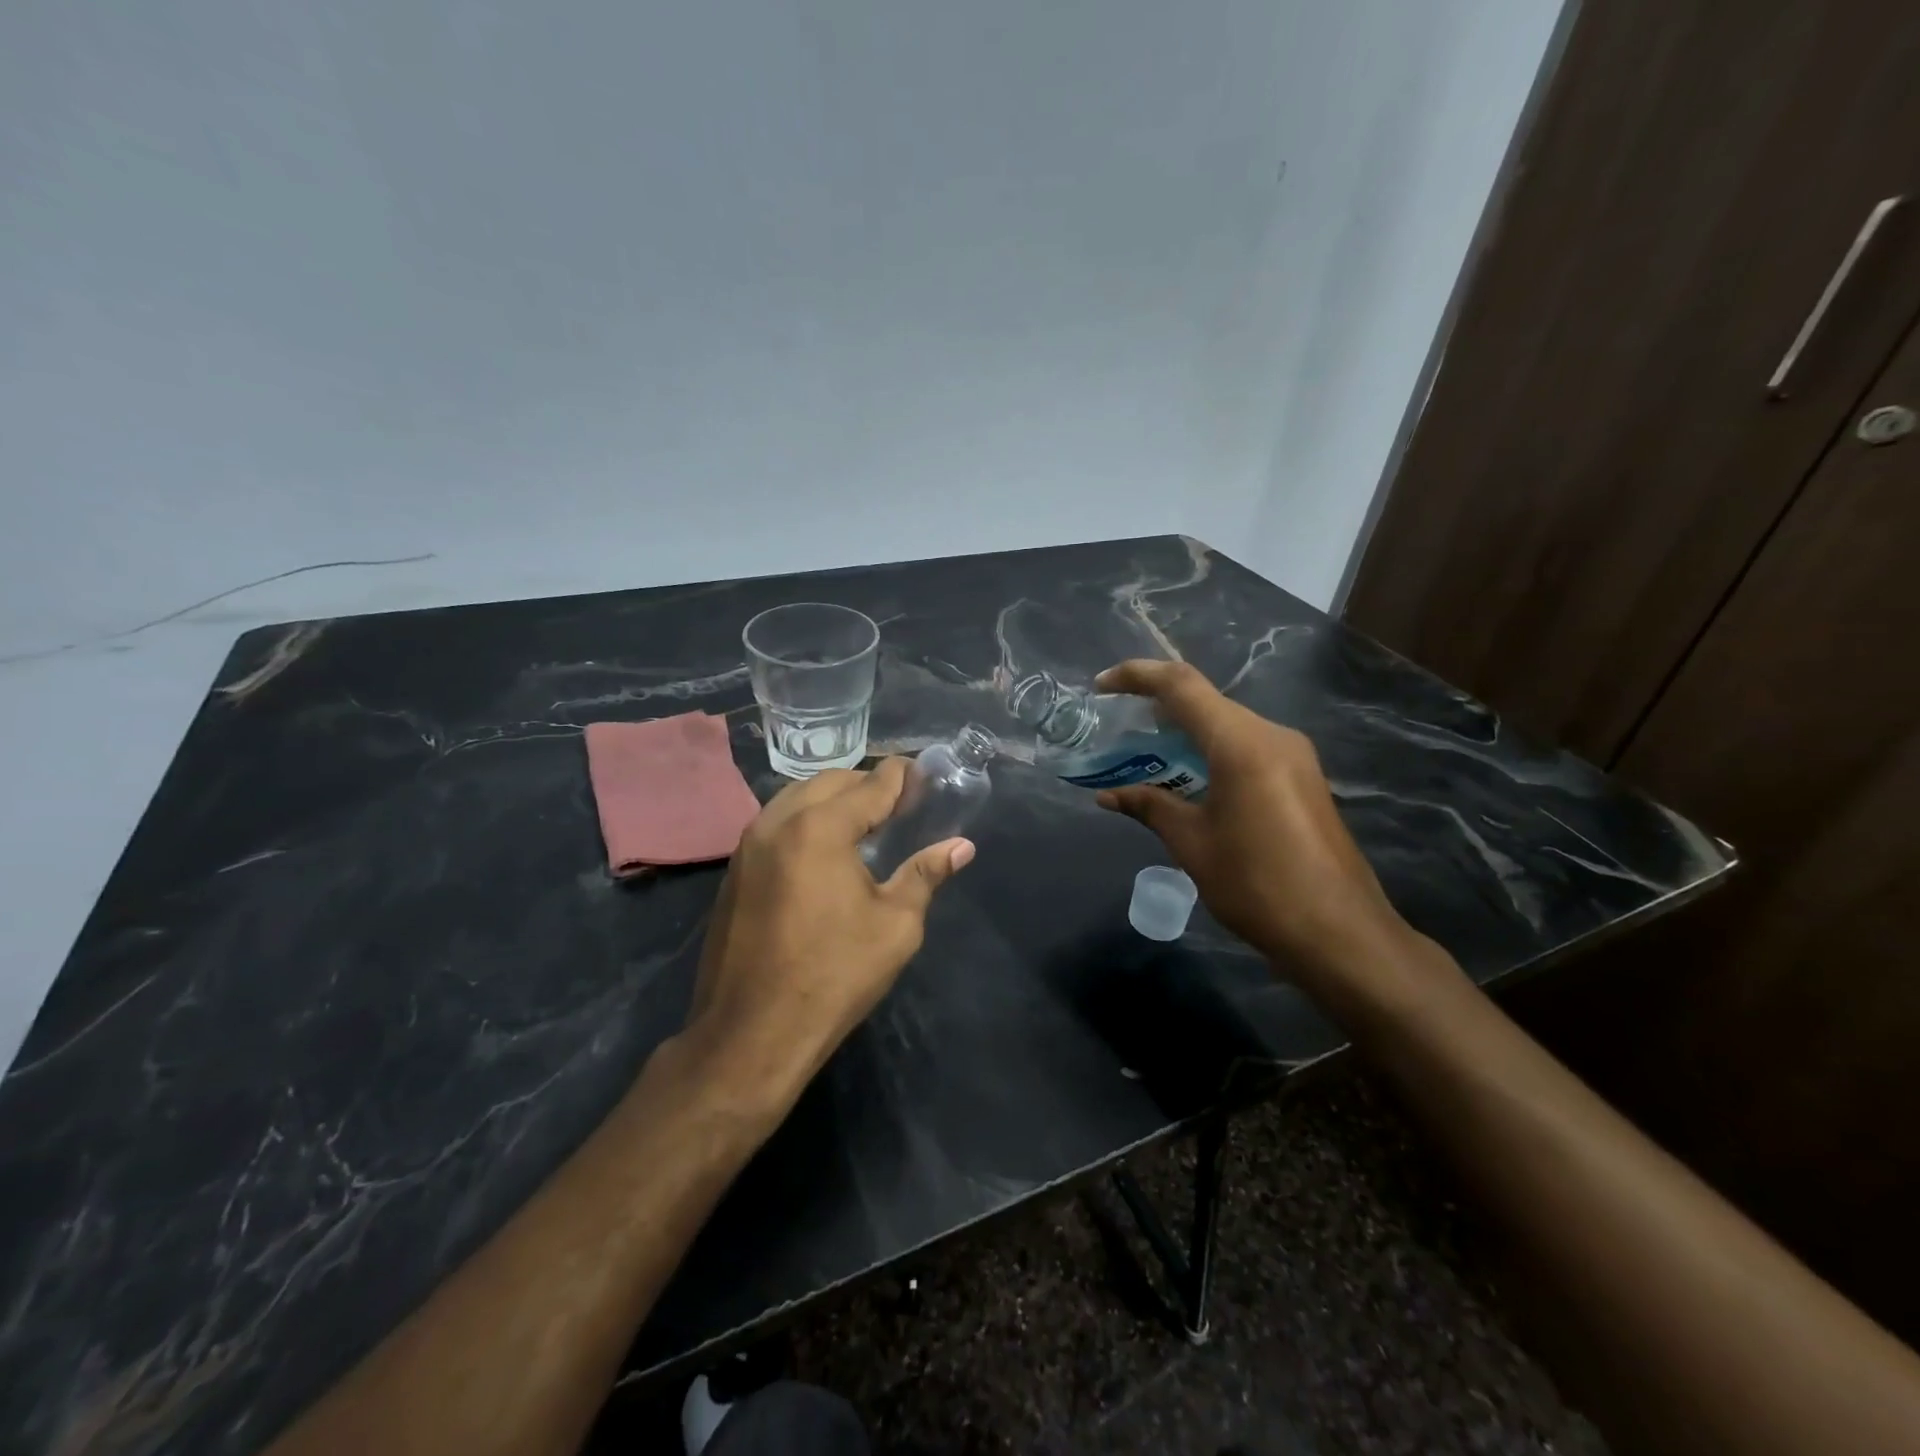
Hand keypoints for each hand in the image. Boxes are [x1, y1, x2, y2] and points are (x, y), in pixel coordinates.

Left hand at [683, 760, 973, 1109]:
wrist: (751, 1033)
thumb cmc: (834, 976)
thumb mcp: (895, 925)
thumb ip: (925, 874)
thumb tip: (961, 846)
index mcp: (820, 828)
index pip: (871, 784)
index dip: (901, 777)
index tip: (924, 776)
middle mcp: (778, 822)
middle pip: (830, 781)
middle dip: (867, 783)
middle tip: (900, 802)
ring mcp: (748, 844)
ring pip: (797, 797)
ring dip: (834, 798)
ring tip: (866, 821)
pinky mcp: (735, 870)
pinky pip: (777, 823)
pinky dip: (806, 819)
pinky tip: (826, 849)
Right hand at [1093, 660, 1408, 981]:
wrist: (1340, 933)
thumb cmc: (1257, 885)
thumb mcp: (1192, 844)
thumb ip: (1150, 807)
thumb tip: (1108, 795)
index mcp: (1242, 743)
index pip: (1182, 685)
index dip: (1137, 676)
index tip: (1101, 687)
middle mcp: (1272, 735)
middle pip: (1206, 702)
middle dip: (1158, 708)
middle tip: (1118, 729)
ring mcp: (1293, 755)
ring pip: (1227, 724)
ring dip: (1185, 732)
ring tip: (1145, 756)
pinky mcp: (1303, 777)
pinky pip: (1247, 746)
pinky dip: (1210, 751)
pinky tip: (1189, 780)